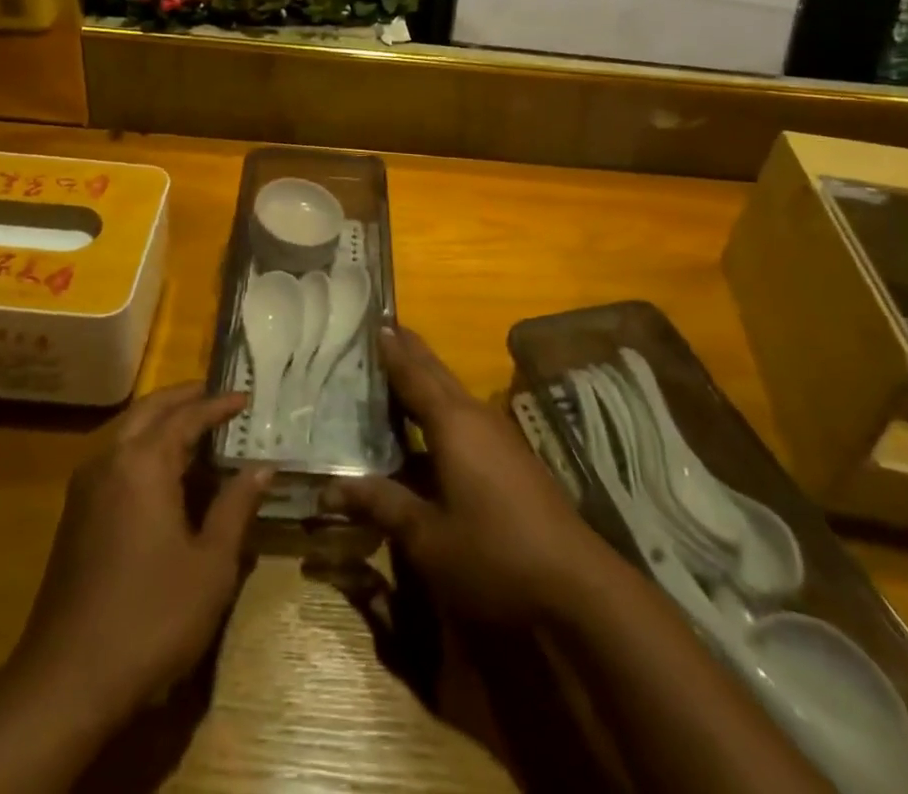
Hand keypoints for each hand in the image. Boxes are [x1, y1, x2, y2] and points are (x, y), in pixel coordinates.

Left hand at [15, 383, 270, 715]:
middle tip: (215, 395)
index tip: (246, 397)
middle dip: (183, 398)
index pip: (187, 417)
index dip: (218, 405)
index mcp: (143, 463)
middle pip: (149, 410)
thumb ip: (236, 507)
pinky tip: (163, 470)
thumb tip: (262, 466)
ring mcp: (86, 487)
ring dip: (160, 420)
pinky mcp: (75, 515)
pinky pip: (114, 458)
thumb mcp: (211, 565)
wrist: (66, 682)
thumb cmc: (151, 617)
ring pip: (126, 431)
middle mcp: (110, 461)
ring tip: (194, 425)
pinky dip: (142, 445)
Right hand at [329, 327, 615, 623]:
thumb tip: (330, 486)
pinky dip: (441, 406)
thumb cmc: (494, 555)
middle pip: (436, 374)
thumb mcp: (428, 538)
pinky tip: (430, 426)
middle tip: (383, 330)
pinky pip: (466, 416)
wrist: (577, 585)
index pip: (413, 374)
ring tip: (398, 369)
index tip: (372, 321)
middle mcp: (476, 417)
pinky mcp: (512, 458)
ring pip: (453, 394)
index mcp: (452, 423)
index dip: (391, 350)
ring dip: (426, 378)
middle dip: (410, 352)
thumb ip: (382, 504)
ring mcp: (499, 436)